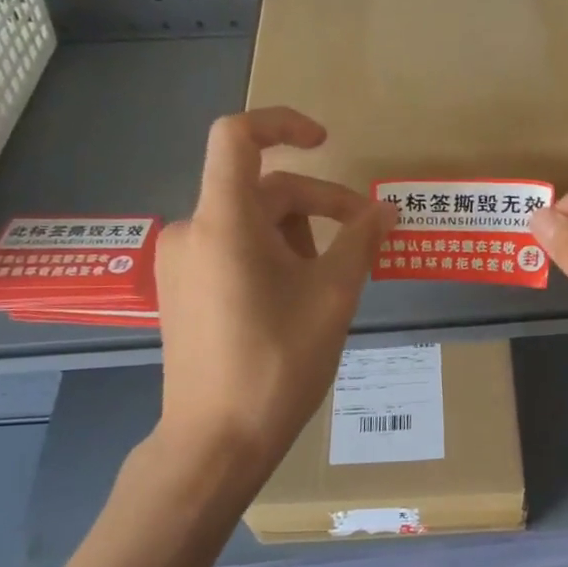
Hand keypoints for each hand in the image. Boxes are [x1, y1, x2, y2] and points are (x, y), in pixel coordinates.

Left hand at [146, 108, 393, 491]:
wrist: (216, 443)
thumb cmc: (278, 363)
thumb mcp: (333, 295)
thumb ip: (360, 241)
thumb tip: (386, 210)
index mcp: (223, 221)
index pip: (237, 136)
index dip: (283, 123)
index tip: (325, 142)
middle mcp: (192, 231)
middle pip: (262, 189)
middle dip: (319, 204)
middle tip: (365, 237)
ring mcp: (181, 263)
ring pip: (250, 223)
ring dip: (298, 234)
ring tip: (331, 278)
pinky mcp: (181, 290)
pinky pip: (231, 249)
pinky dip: (271, 254)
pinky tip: (298, 294)